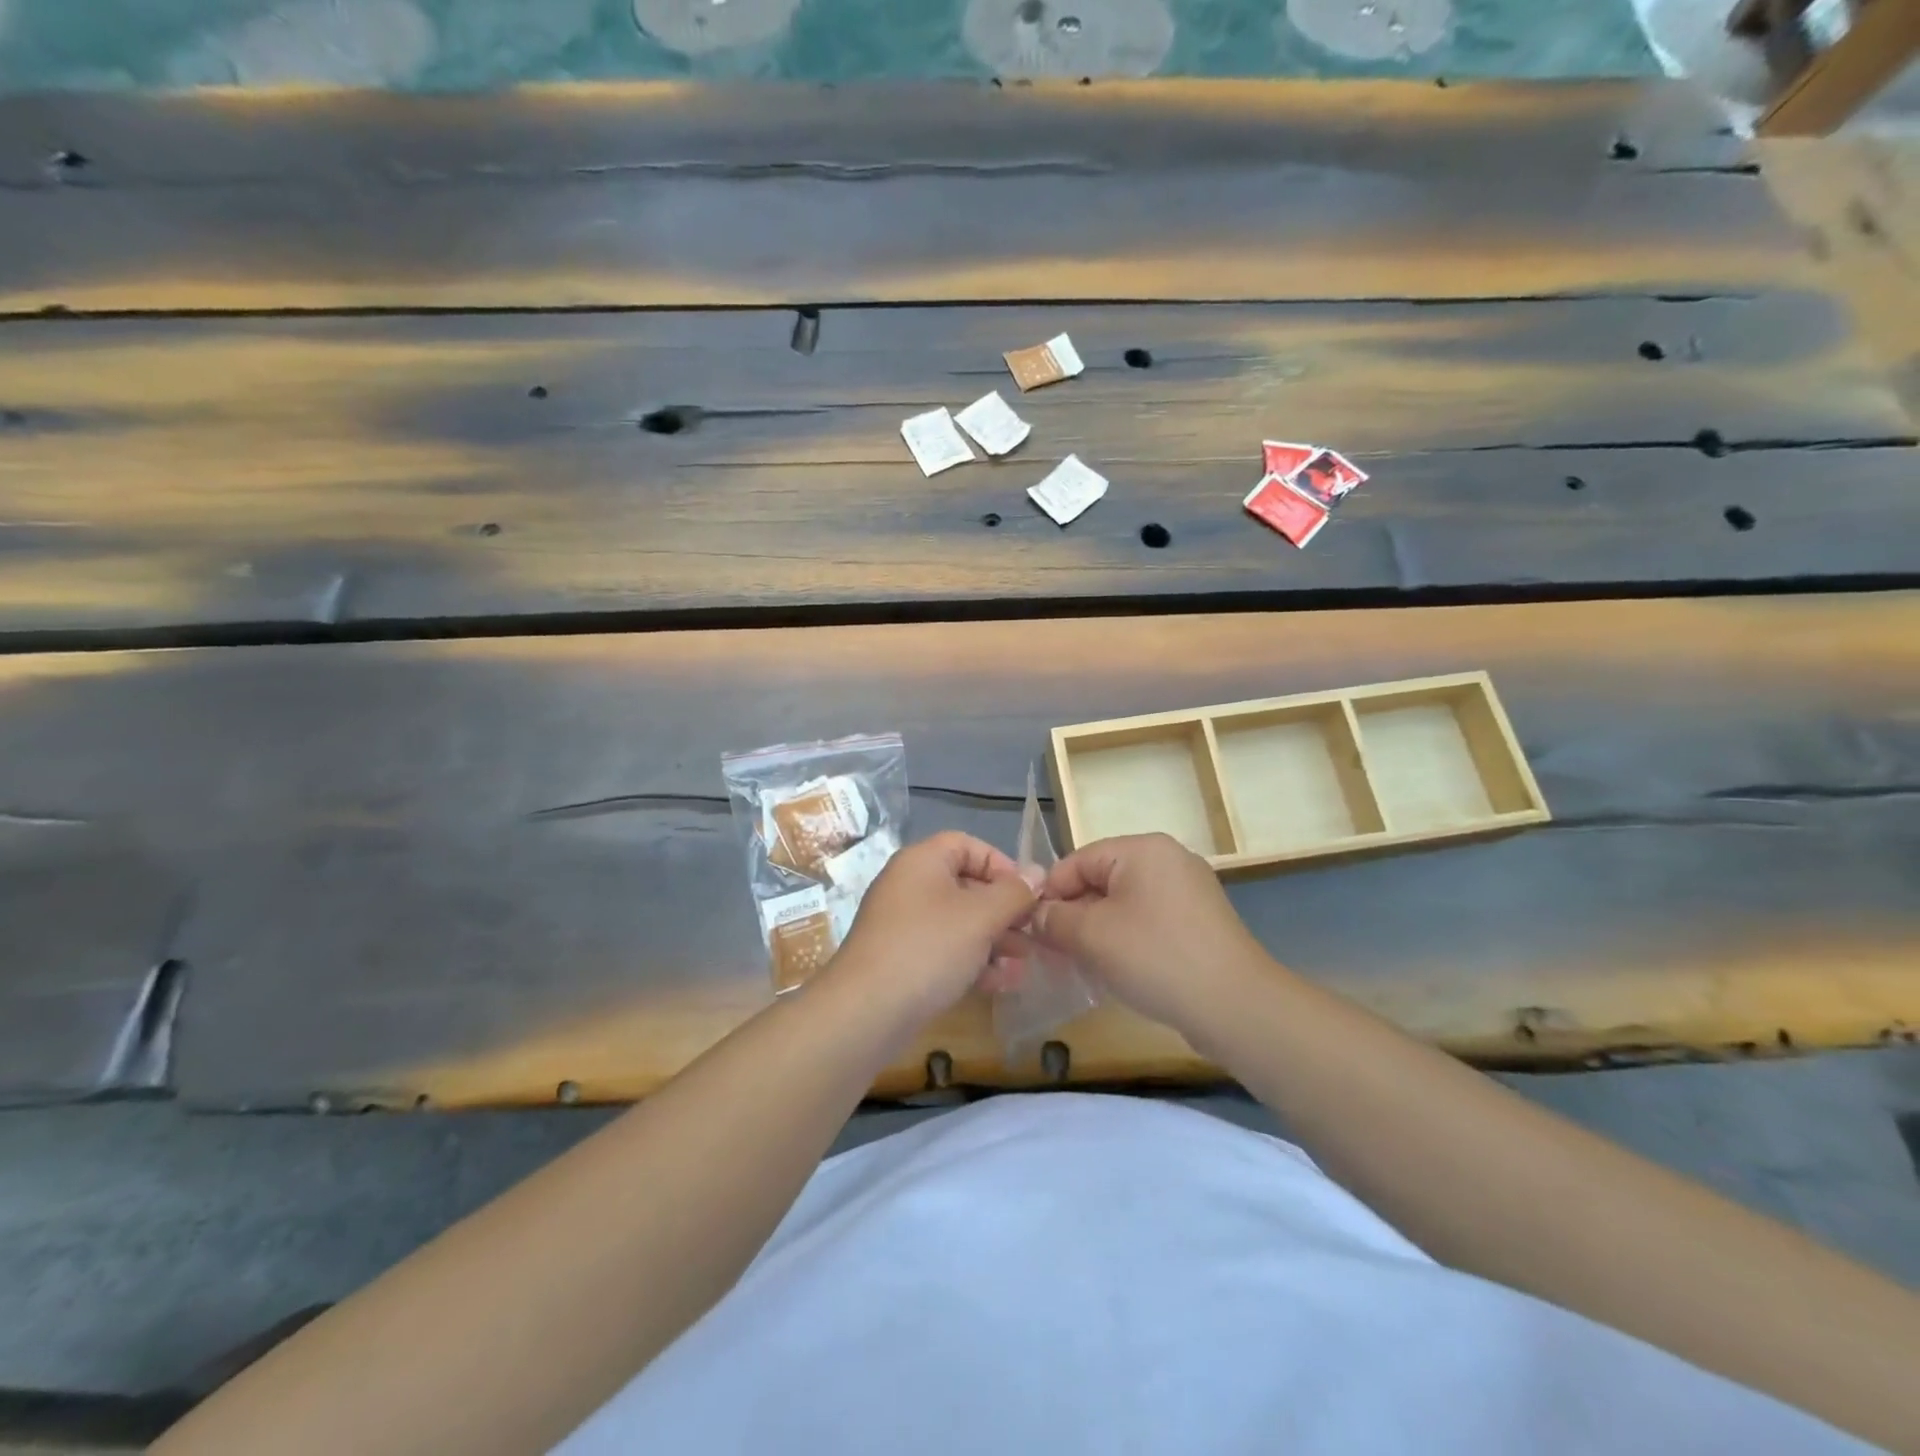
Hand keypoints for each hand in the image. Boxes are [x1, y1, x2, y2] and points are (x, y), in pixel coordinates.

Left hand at [827, 831, 1037, 1024]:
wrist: (866, 1012)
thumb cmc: (929, 948)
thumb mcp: (981, 916)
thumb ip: (1014, 893)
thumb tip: (1038, 873)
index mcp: (922, 861)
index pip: (967, 845)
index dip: (1001, 864)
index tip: (1027, 893)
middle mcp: (909, 885)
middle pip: (966, 885)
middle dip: (1004, 910)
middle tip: (1032, 934)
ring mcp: (903, 924)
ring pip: (959, 922)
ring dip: (994, 940)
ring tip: (1023, 964)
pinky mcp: (902, 960)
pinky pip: (945, 950)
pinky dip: (972, 961)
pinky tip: (1000, 983)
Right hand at [1026, 833, 1272, 1042]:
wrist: (1235, 1006)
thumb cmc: (1156, 957)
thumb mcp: (1092, 936)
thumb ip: (1055, 919)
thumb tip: (1038, 915)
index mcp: (1142, 849)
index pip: (1077, 860)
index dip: (1051, 894)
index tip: (1034, 930)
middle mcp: (1168, 859)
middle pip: (1101, 880)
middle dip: (1074, 915)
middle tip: (1055, 953)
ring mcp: (1188, 891)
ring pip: (1123, 904)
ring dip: (1098, 932)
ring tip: (1083, 966)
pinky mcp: (1199, 922)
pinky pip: (1148, 921)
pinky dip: (1127, 941)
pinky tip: (1118, 971)